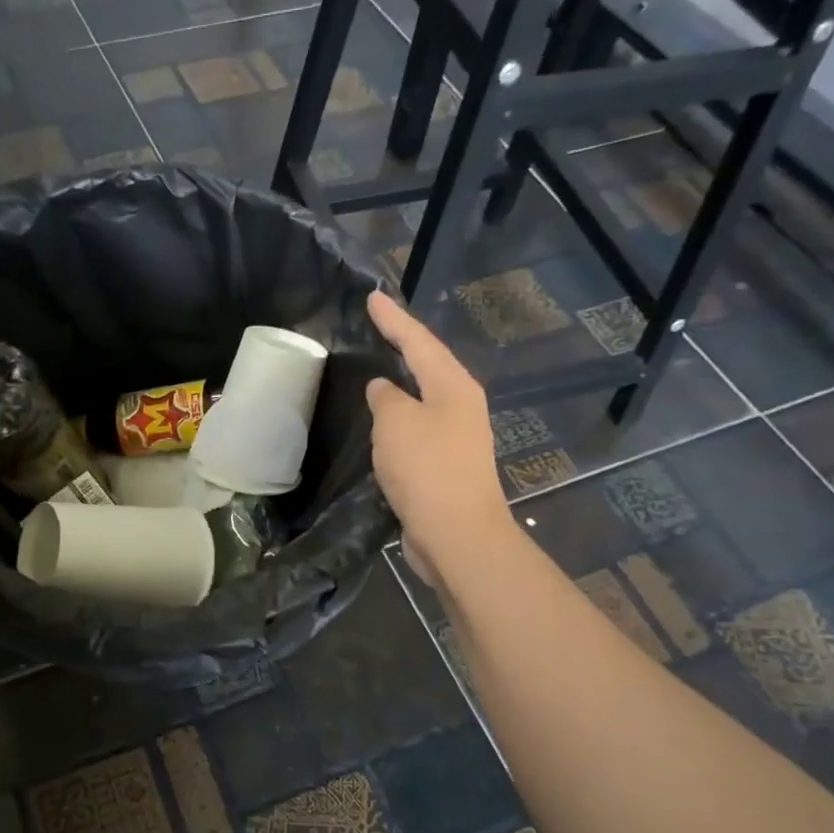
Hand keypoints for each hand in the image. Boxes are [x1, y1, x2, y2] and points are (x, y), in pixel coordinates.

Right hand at [365, 290, 514, 587]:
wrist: (457, 535)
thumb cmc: (427, 470)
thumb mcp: (397, 423)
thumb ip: (386, 398)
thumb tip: (384, 389)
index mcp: (453, 387)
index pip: (419, 341)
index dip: (394, 319)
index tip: (373, 297)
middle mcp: (460, 406)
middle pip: (428, 365)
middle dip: (403, 345)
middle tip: (377, 327)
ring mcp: (456, 438)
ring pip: (423, 399)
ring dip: (401, 384)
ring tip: (376, 368)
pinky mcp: (445, 466)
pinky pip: (416, 430)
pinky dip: (398, 420)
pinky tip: (381, 422)